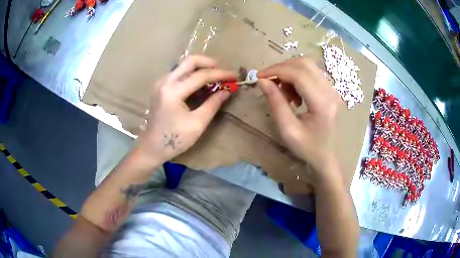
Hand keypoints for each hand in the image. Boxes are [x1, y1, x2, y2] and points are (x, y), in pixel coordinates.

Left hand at [135, 55, 236, 166]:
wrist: (152, 147)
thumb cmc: (175, 139)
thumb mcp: (197, 124)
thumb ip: (213, 104)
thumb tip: (227, 91)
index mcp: (173, 92)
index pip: (200, 75)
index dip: (220, 74)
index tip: (234, 76)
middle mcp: (165, 82)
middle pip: (189, 61)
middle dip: (209, 63)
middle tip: (222, 71)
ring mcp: (161, 83)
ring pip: (183, 65)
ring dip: (200, 68)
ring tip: (214, 78)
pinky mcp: (160, 87)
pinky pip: (178, 73)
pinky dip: (191, 74)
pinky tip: (200, 84)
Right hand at [258, 58, 340, 179]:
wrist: (326, 156)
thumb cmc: (307, 148)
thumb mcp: (287, 129)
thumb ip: (275, 103)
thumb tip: (262, 81)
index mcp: (322, 104)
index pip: (299, 75)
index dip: (277, 71)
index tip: (259, 77)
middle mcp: (330, 92)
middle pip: (304, 64)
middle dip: (282, 68)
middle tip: (269, 82)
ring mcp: (332, 89)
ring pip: (308, 66)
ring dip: (290, 72)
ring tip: (283, 92)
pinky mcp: (330, 89)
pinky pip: (311, 73)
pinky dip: (297, 77)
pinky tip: (294, 94)